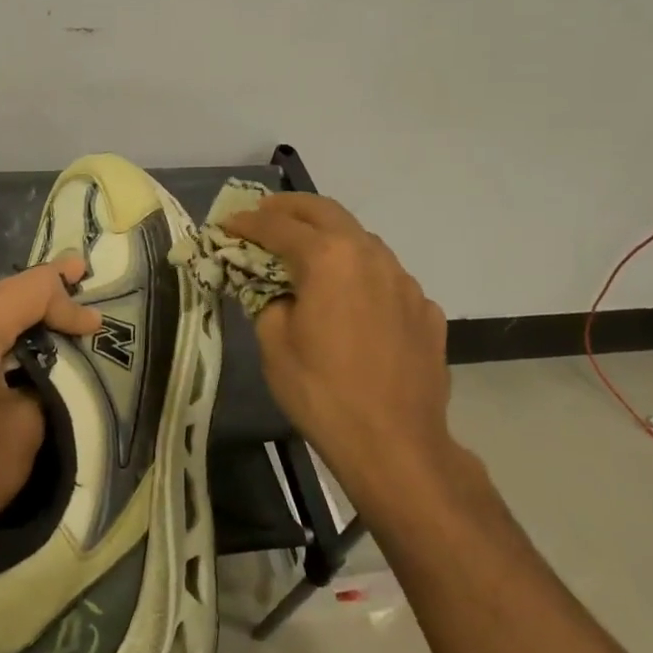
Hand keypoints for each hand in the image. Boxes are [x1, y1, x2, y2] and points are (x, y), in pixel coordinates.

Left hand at [0, 256, 100, 563]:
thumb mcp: (26, 428)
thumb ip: (45, 381)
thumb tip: (50, 365)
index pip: (28, 294)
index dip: (66, 301)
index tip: (96, 327)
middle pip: (5, 289)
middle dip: (46, 283)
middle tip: (82, 272)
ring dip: (27, 301)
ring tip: (63, 291)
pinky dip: (8, 321)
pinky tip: (29, 327)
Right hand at [225, 194, 449, 496]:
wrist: (396, 444)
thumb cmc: (322, 392)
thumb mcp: (274, 344)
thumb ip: (267, 300)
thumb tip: (274, 289)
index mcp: (328, 258)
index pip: (278, 226)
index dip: (247, 222)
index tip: (226, 224)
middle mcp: (371, 255)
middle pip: (325, 212)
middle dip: (290, 208)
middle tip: (264, 212)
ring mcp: (405, 281)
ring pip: (361, 240)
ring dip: (329, 236)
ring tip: (306, 251)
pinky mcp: (425, 309)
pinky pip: (386, 277)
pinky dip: (360, 274)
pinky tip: (351, 299)